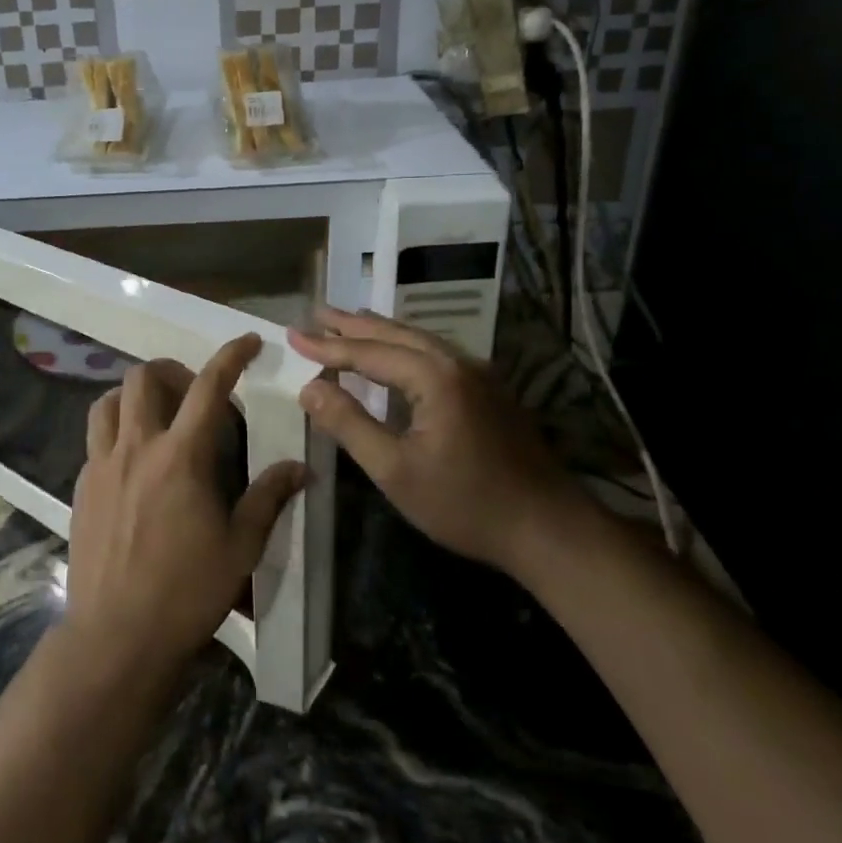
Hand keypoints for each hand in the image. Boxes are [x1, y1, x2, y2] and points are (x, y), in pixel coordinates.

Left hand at [64, 334, 306, 676]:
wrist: (117, 636)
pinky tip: (133, 462)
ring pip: (107, 400)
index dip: (231, 356)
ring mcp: (102, 465)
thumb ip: (268, 497)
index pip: (209, 387)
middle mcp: (136, 447)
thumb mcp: (241, 547)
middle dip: (172, 370)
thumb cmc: (187, 592)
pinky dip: (116, 430)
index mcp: (181, 456)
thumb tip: (300, 468)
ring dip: (134, 395)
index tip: (248, 342)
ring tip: (157, 415)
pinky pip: (95, 438)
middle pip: (142, 378)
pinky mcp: (81, 486)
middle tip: (193, 393)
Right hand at [289, 307, 579, 572]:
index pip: (368, 352)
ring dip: (380, 330)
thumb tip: (309, 388)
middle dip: (352, 324)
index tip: (292, 335)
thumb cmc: (465, 504)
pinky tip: (396, 353)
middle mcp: (457, 363)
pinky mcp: (490, 390)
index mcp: (434, 377)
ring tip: (349, 320)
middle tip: (317, 312)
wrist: (549, 530)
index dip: (327, 346)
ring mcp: (479, 374)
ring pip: (419, 340)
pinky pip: (436, 353)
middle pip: (395, 334)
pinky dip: (404, 345)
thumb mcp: (394, 470)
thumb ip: (349, 424)